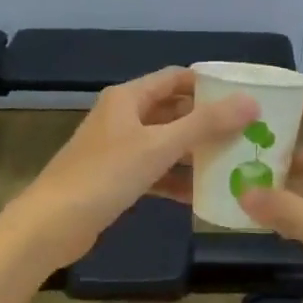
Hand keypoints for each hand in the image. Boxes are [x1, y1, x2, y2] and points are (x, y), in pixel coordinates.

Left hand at [6, 67, 258, 268]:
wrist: (52, 225)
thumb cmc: (105, 176)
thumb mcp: (159, 146)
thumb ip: (205, 124)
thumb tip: (250, 101)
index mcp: (128, 98)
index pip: (176, 78)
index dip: (209, 84)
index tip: (243, 96)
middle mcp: (123, 117)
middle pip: (173, 110)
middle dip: (207, 121)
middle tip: (246, 131)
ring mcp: (118, 149)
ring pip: (165, 143)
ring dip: (194, 151)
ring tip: (233, 161)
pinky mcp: (116, 178)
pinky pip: (155, 171)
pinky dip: (176, 179)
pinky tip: (203, 194)